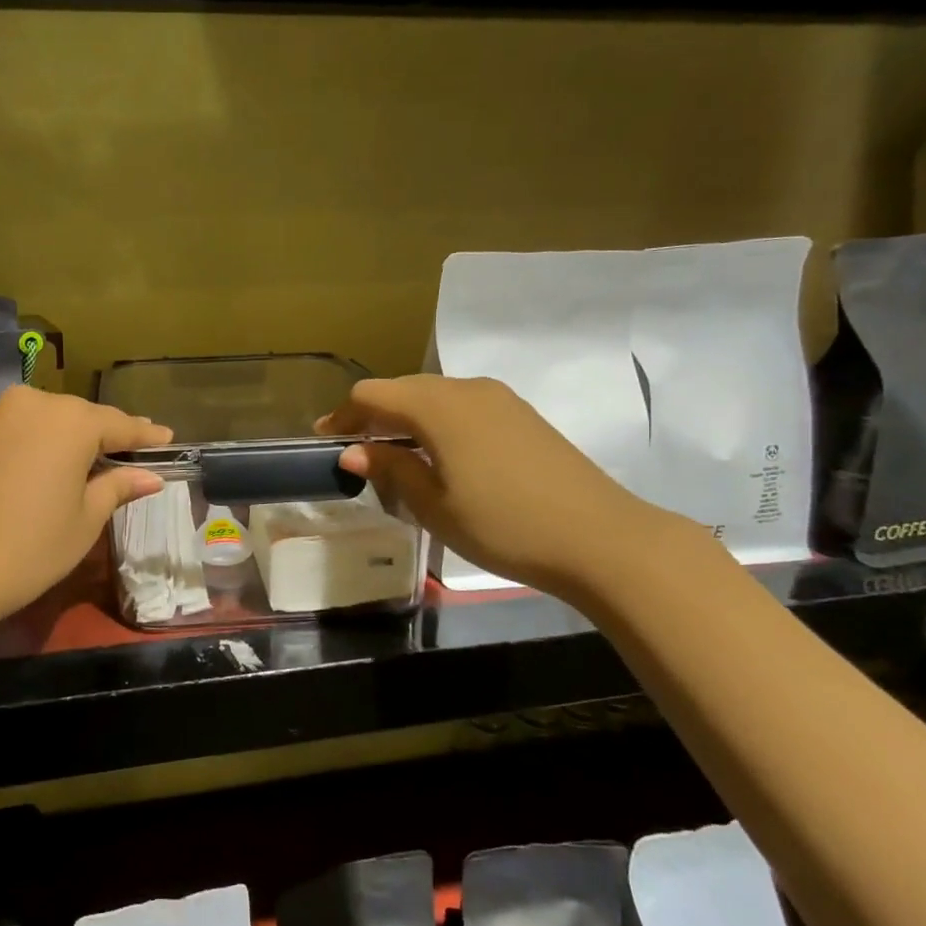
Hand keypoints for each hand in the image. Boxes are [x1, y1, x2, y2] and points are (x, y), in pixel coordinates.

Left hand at [0, 386, 170, 624]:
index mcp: (70, 421)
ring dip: (76, 441)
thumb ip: (117, 488)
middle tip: (136, 453)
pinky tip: (57, 466)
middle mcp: (35, 405)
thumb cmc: (27, 547)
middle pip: (84, 418)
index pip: (121, 424)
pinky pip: (25, 433)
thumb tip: (149, 476)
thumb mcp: (83, 521)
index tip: (168, 440)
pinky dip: (46, 446)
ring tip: (101, 460)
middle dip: (110, 435)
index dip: (146, 436)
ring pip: (52, 423)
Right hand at [319, 375, 672, 596]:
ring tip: (393, 456)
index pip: (372, 395)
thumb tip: (352, 453)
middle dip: (372, 416)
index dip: (343, 416)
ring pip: (434, 396)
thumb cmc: (504, 524)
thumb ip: (390, 470)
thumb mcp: (434, 505)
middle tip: (354, 452)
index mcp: (438, 406)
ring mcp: (499, 399)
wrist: (600, 537)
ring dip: (405, 419)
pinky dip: (436, 423)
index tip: (325, 442)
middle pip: (403, 389)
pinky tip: (438, 456)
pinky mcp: (521, 414)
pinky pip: (462, 406)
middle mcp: (466, 388)